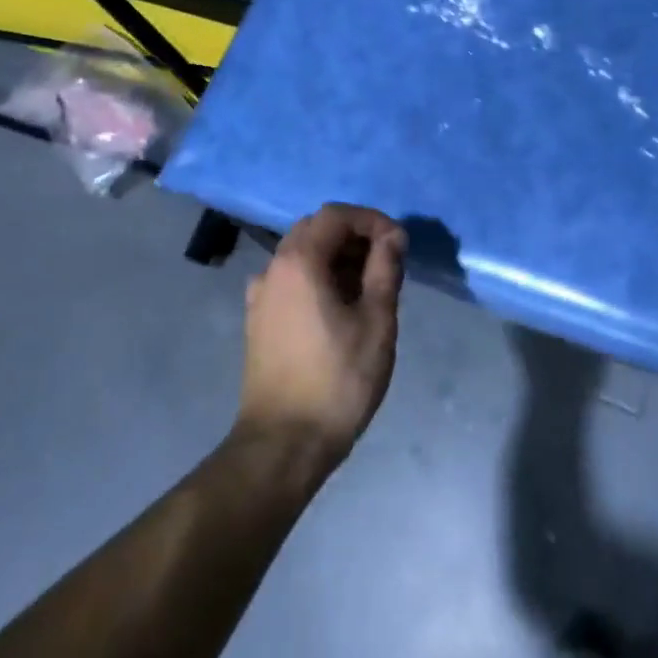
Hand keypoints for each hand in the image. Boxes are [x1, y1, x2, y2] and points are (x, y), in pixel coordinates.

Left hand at [236, 204, 406, 482]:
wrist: (283, 443)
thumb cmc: (338, 380)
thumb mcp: (376, 322)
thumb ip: (384, 269)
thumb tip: (392, 236)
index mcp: (299, 262)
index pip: (336, 215)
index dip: (371, 220)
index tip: (399, 244)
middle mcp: (272, 268)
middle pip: (315, 229)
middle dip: (354, 236)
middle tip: (387, 262)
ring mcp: (260, 294)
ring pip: (301, 254)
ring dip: (337, 257)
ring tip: (370, 286)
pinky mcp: (258, 318)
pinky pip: (291, 279)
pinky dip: (318, 277)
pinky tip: (340, 307)